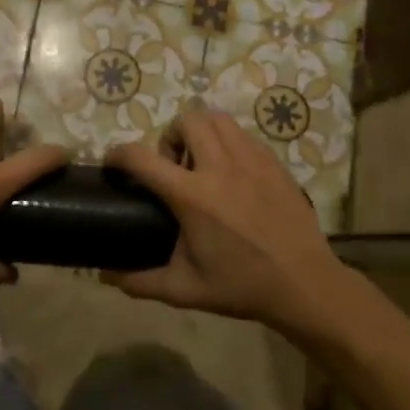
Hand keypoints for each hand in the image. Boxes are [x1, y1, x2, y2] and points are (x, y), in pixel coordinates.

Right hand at [105, 105, 347, 335]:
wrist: (304, 284)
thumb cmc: (241, 286)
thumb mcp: (185, 290)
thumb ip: (140, 282)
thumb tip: (105, 276)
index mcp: (193, 196)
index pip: (142, 158)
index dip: (118, 154)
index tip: (113, 163)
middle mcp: (220, 167)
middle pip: (186, 120)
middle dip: (169, 136)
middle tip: (172, 167)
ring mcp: (251, 160)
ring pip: (217, 119)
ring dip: (200, 132)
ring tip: (202, 164)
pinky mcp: (273, 162)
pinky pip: (243, 134)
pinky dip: (228, 142)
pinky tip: (231, 173)